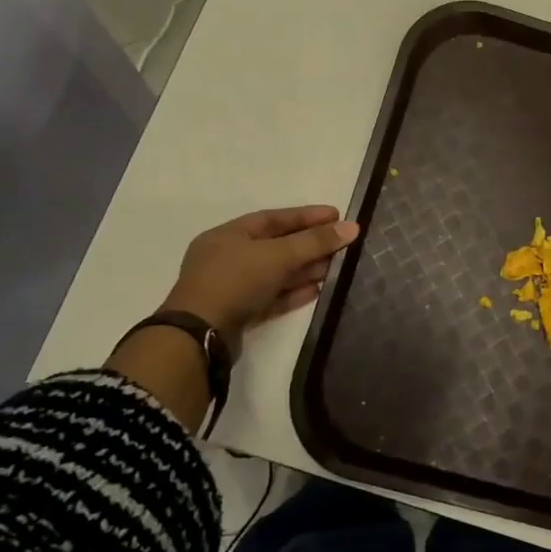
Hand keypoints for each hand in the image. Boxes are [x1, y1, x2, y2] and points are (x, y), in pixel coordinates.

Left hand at [164, 205, 360, 350]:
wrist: (198, 336)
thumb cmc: (235, 281)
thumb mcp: (278, 255)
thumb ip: (315, 242)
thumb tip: (352, 227)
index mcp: (228, 235)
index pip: (273, 218)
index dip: (306, 216)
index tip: (336, 215)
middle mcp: (227, 258)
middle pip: (276, 246)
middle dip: (309, 245)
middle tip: (341, 244)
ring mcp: (231, 288)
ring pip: (275, 273)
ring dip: (304, 270)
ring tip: (334, 269)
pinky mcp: (238, 314)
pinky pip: (271, 298)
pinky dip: (293, 293)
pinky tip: (316, 291)